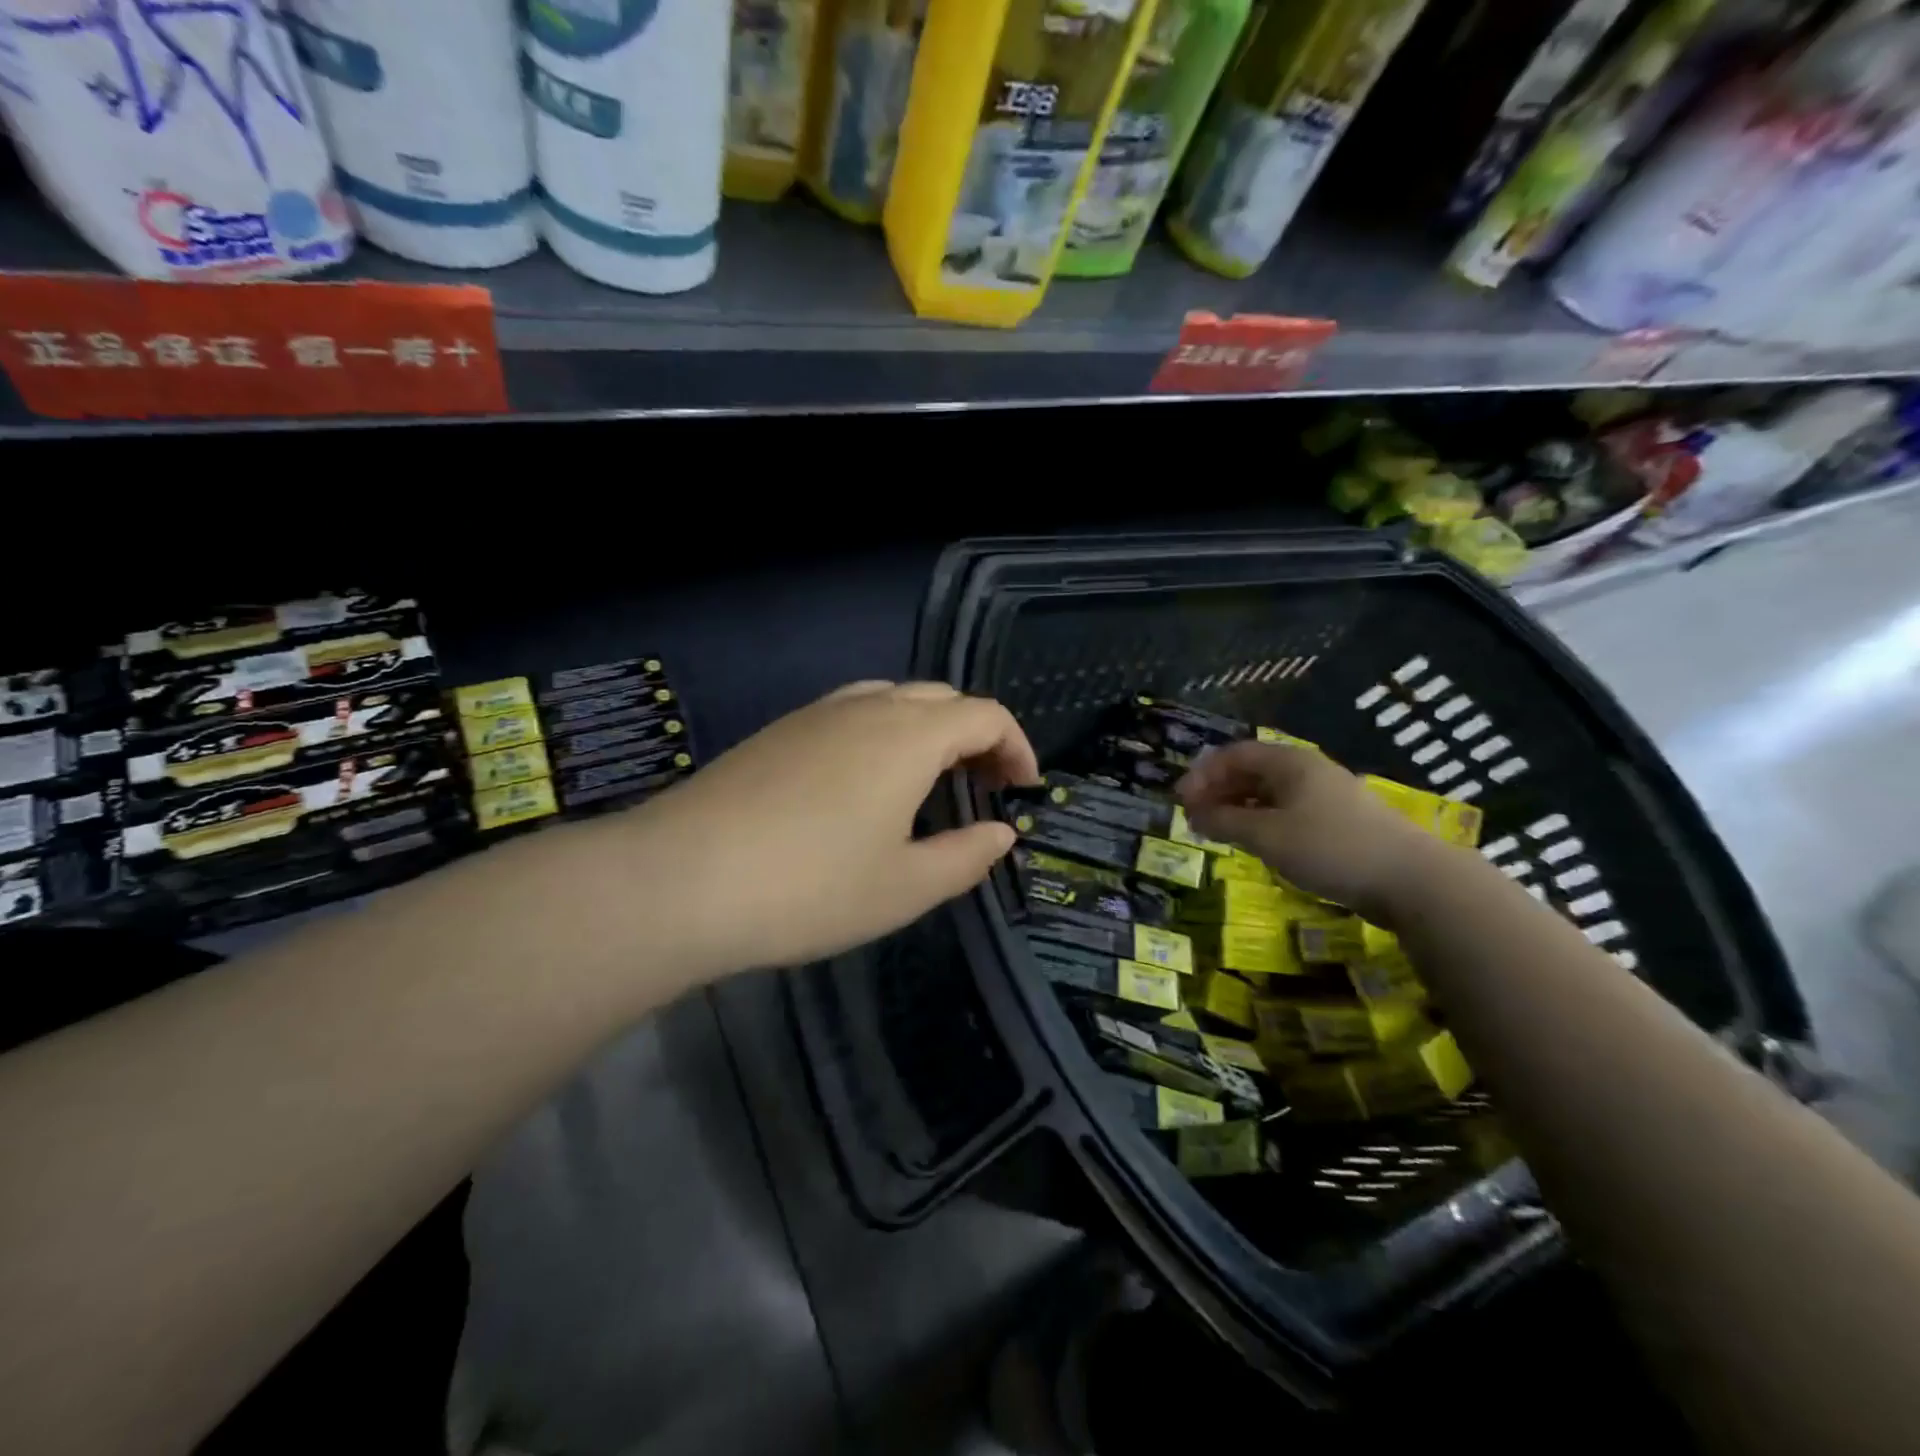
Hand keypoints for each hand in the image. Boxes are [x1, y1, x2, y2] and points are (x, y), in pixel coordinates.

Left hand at [626, 681, 1039, 977]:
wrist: (681, 879)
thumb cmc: (810, 888)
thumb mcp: (904, 887)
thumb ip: (966, 857)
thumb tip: (1002, 833)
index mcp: (909, 736)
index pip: (984, 714)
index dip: (1016, 745)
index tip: (1024, 788)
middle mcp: (867, 707)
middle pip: (941, 698)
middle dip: (976, 734)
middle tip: (985, 786)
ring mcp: (817, 714)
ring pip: (893, 698)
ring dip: (928, 729)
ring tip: (931, 779)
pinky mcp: (779, 730)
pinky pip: (851, 711)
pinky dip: (883, 732)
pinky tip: (866, 781)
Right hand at [1176, 741, 1437, 914]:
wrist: (1411, 880)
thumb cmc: (1330, 848)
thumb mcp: (1266, 835)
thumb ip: (1224, 821)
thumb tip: (1193, 814)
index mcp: (1290, 763)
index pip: (1234, 754)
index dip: (1202, 773)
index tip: (1180, 801)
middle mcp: (1308, 771)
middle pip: (1252, 771)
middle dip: (1218, 790)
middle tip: (1194, 818)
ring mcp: (1327, 796)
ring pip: (1270, 793)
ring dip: (1239, 808)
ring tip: (1219, 831)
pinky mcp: (1339, 823)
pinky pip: (1288, 811)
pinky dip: (1262, 821)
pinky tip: (1256, 842)